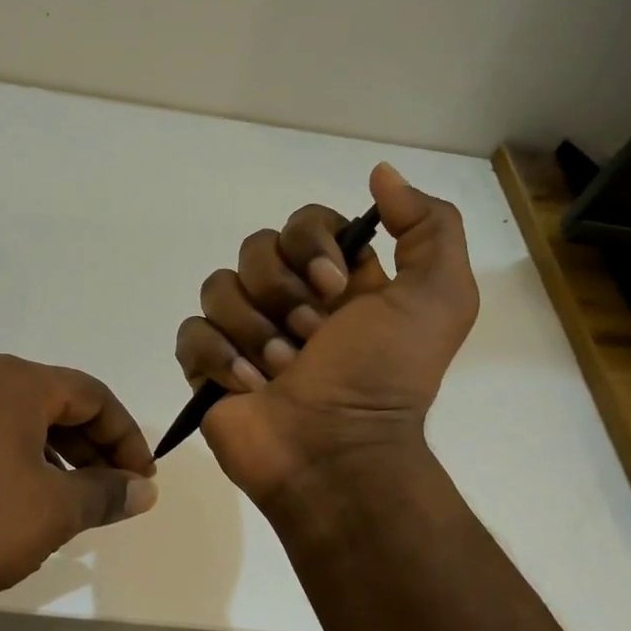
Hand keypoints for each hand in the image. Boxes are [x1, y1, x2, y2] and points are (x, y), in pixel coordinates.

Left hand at [0, 355, 157, 626]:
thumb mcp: (52, 512)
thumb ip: (106, 493)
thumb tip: (143, 489)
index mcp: (12, 380)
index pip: (91, 395)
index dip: (126, 437)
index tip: (141, 479)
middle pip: (51, 401)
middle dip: (90, 446)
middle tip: (111, 491)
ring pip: (11, 417)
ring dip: (50, 452)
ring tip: (66, 499)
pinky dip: (8, 456)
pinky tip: (12, 497)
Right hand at [174, 162, 478, 499]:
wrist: (340, 456)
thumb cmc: (386, 378)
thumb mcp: (439, 299)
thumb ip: (429, 227)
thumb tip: (380, 174)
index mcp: (337, 279)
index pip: (305, 221)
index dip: (312, 242)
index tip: (335, 285)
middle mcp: (289, 298)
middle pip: (255, 249)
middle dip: (282, 293)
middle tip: (311, 338)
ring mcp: (244, 332)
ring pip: (218, 288)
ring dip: (253, 330)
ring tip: (282, 371)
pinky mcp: (209, 367)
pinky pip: (191, 333)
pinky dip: (218, 356)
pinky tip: (248, 386)